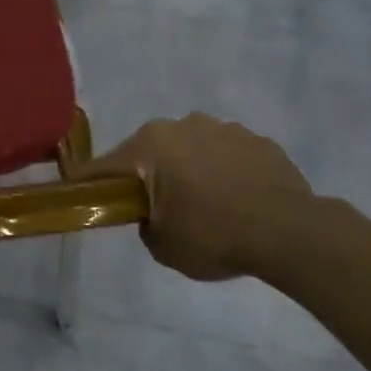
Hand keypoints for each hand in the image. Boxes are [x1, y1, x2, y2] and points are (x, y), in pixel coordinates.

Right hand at [72, 115, 312, 279]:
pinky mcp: (259, 141)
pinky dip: (226, 173)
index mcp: (149, 145)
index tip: (79, 195)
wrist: (292, 234)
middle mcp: (182, 125)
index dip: (89, 184)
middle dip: (150, 176)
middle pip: (151, 153)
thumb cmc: (214, 235)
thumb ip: (145, 224)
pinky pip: (228, 156)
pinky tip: (239, 202)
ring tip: (209, 207)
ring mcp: (225, 129)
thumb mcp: (162, 246)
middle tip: (160, 210)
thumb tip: (154, 214)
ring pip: (192, 150)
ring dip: (191, 171)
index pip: (104, 167)